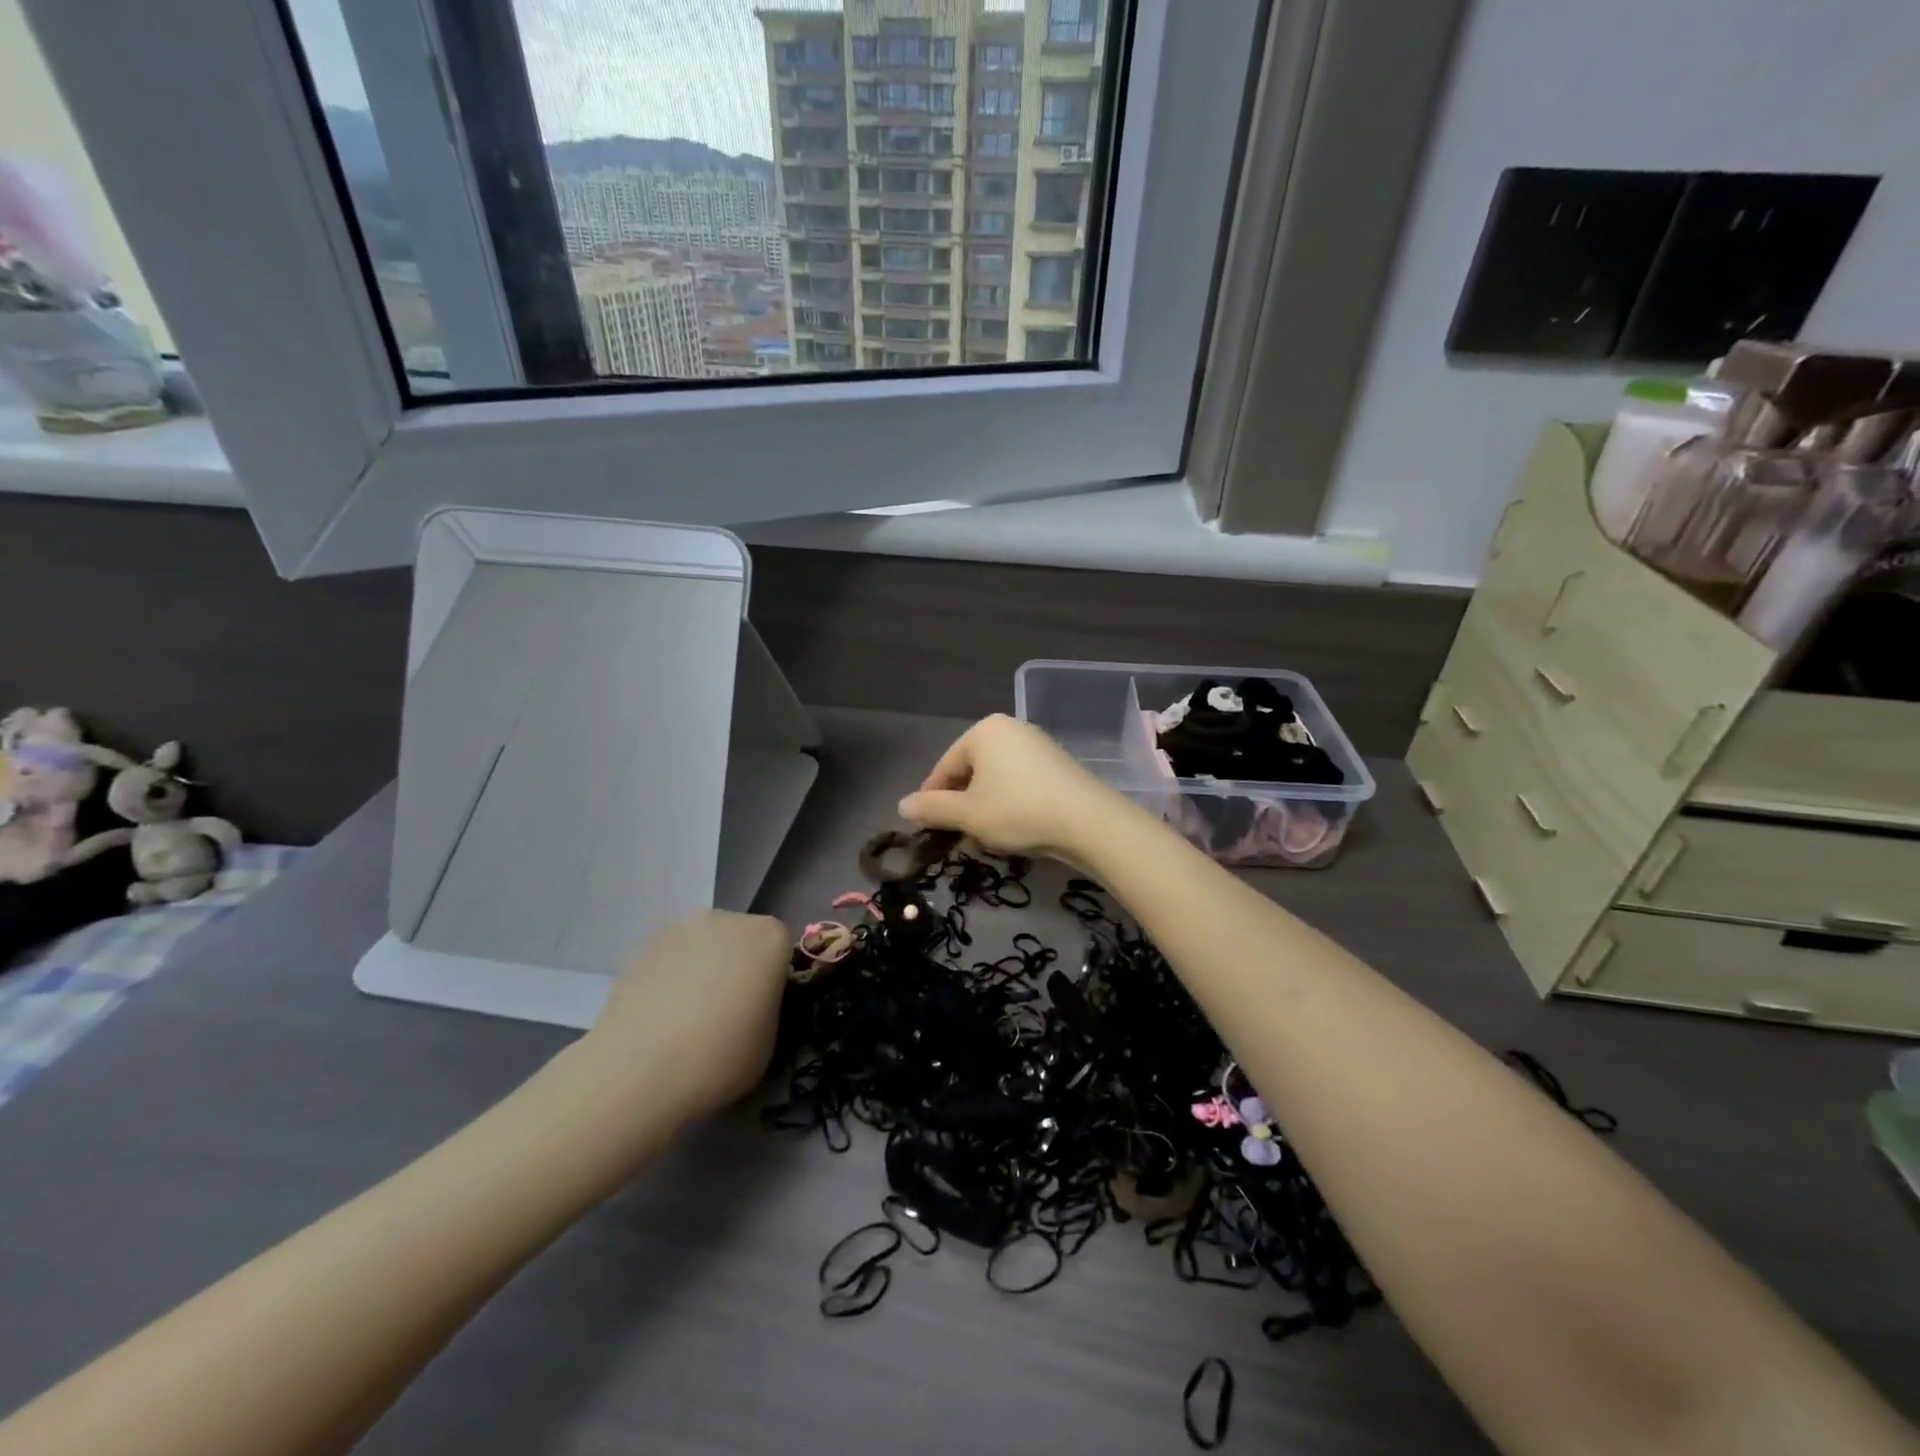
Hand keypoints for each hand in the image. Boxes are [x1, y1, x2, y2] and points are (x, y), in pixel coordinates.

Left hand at [583, 911, 791, 1124]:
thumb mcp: (769, 1042)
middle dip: (738, 965)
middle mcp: (729, 919)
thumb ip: (769, 1007)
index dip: (772, 978)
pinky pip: (671, 956)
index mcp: (770, 937)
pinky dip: (671, 975)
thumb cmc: (719, 1058)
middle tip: (726, 1010)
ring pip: (704, 944)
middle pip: (742, 938)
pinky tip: (660, 1012)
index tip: (761, 1008)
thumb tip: (753, 1004)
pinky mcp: (644, 944)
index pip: (781, 949)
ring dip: (703, 966)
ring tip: (686, 1014)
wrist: (638, 1071)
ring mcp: (682, 927)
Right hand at [898, 714, 1130, 862]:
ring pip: (995, 781)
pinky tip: (1010, 833)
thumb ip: (931, 808)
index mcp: (983, 731)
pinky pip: (1018, 783)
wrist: (1087, 822)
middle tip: (956, 840)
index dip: (932, 801)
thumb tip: (902, 805)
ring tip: (982, 843)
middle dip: (960, 808)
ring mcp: (1036, 745)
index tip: (927, 831)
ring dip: (982, 811)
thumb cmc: (1017, 811)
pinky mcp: (1056, 765)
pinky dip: (1007, 805)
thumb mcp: (967, 814)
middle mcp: (1010, 729)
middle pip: (970, 772)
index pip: (944, 768)